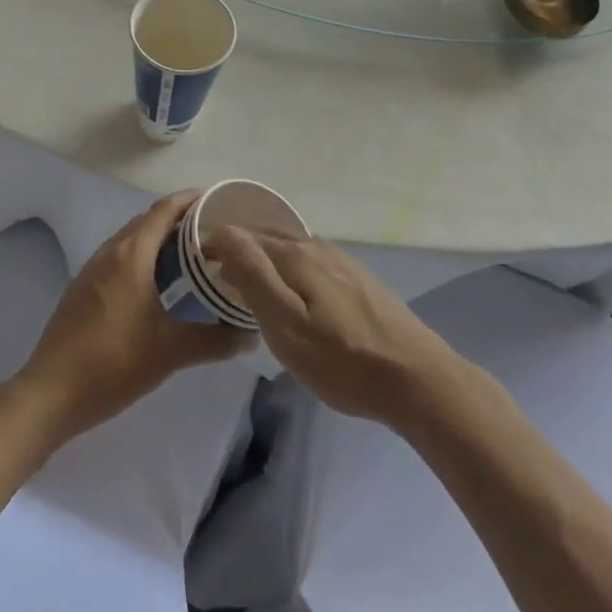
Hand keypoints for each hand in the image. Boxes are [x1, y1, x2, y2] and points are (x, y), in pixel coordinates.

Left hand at [13, 191, 253, 449]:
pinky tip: (161, 285)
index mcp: (132, 254)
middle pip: (149, 221)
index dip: (192, 200)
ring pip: (134, 240)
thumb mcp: (171, 352)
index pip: (165, 209)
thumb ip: (215, 340)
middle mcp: (111, 252)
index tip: (221, 202)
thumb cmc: (113, 362)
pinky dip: (145, 258)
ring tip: (195, 256)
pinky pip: (121, 258)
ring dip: (162, 240)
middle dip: (182, 220)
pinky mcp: (85, 289)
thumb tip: (250, 336)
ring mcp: (93, 269)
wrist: (50, 393)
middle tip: (217, 233)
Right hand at [203, 228, 469, 431]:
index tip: (194, 267)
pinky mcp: (357, 280)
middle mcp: (317, 247)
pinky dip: (288, 270)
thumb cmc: (343, 360)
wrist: (416, 378)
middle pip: (268, 238)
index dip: (215, 247)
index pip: (243, 236)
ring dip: (264, 259)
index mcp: (296, 255)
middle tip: (213, 275)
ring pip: (290, 250)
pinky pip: (309, 263)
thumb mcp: (286, 325)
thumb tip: (224, 232)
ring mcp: (341, 262)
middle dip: (238, 249)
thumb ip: (253, 276)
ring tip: (245, 283)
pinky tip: (289, 292)